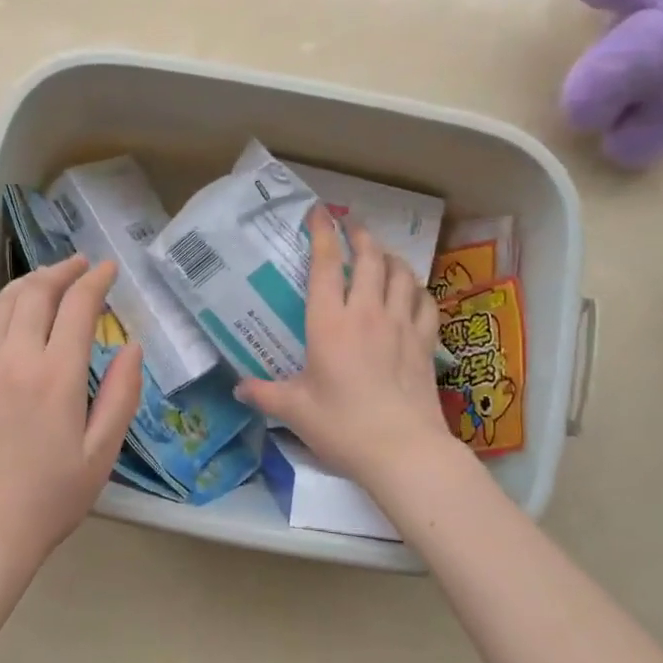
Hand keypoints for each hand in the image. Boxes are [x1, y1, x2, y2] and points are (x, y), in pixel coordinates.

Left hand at [0, 255, 141, 572]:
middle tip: (83, 265)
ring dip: (32, 281)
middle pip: (36, 292)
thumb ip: (122, 393)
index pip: (76, 306)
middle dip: (62, 270)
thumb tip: (132, 346)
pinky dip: (7, 303)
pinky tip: (18, 310)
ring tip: (52, 277)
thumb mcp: (102, 450)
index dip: (95, 281)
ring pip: (5, 302)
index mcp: (54, 374)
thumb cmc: (51, 495)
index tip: (110, 268)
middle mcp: (14, 357)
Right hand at [236, 213, 457, 496]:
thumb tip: (238, 388)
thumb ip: (264, 394)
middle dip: (360, 236)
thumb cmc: (342, 426)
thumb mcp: (295, 410)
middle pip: (369, 258)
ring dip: (390, 257)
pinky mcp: (424, 342)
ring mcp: (400, 325)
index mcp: (329, 323)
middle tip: (352, 227)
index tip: (319, 212)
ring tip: (381, 254)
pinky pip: (424, 302)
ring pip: (400, 274)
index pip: (325, 265)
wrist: (402, 450)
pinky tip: (411, 291)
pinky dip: (416, 289)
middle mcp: (366, 313)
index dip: (322, 233)